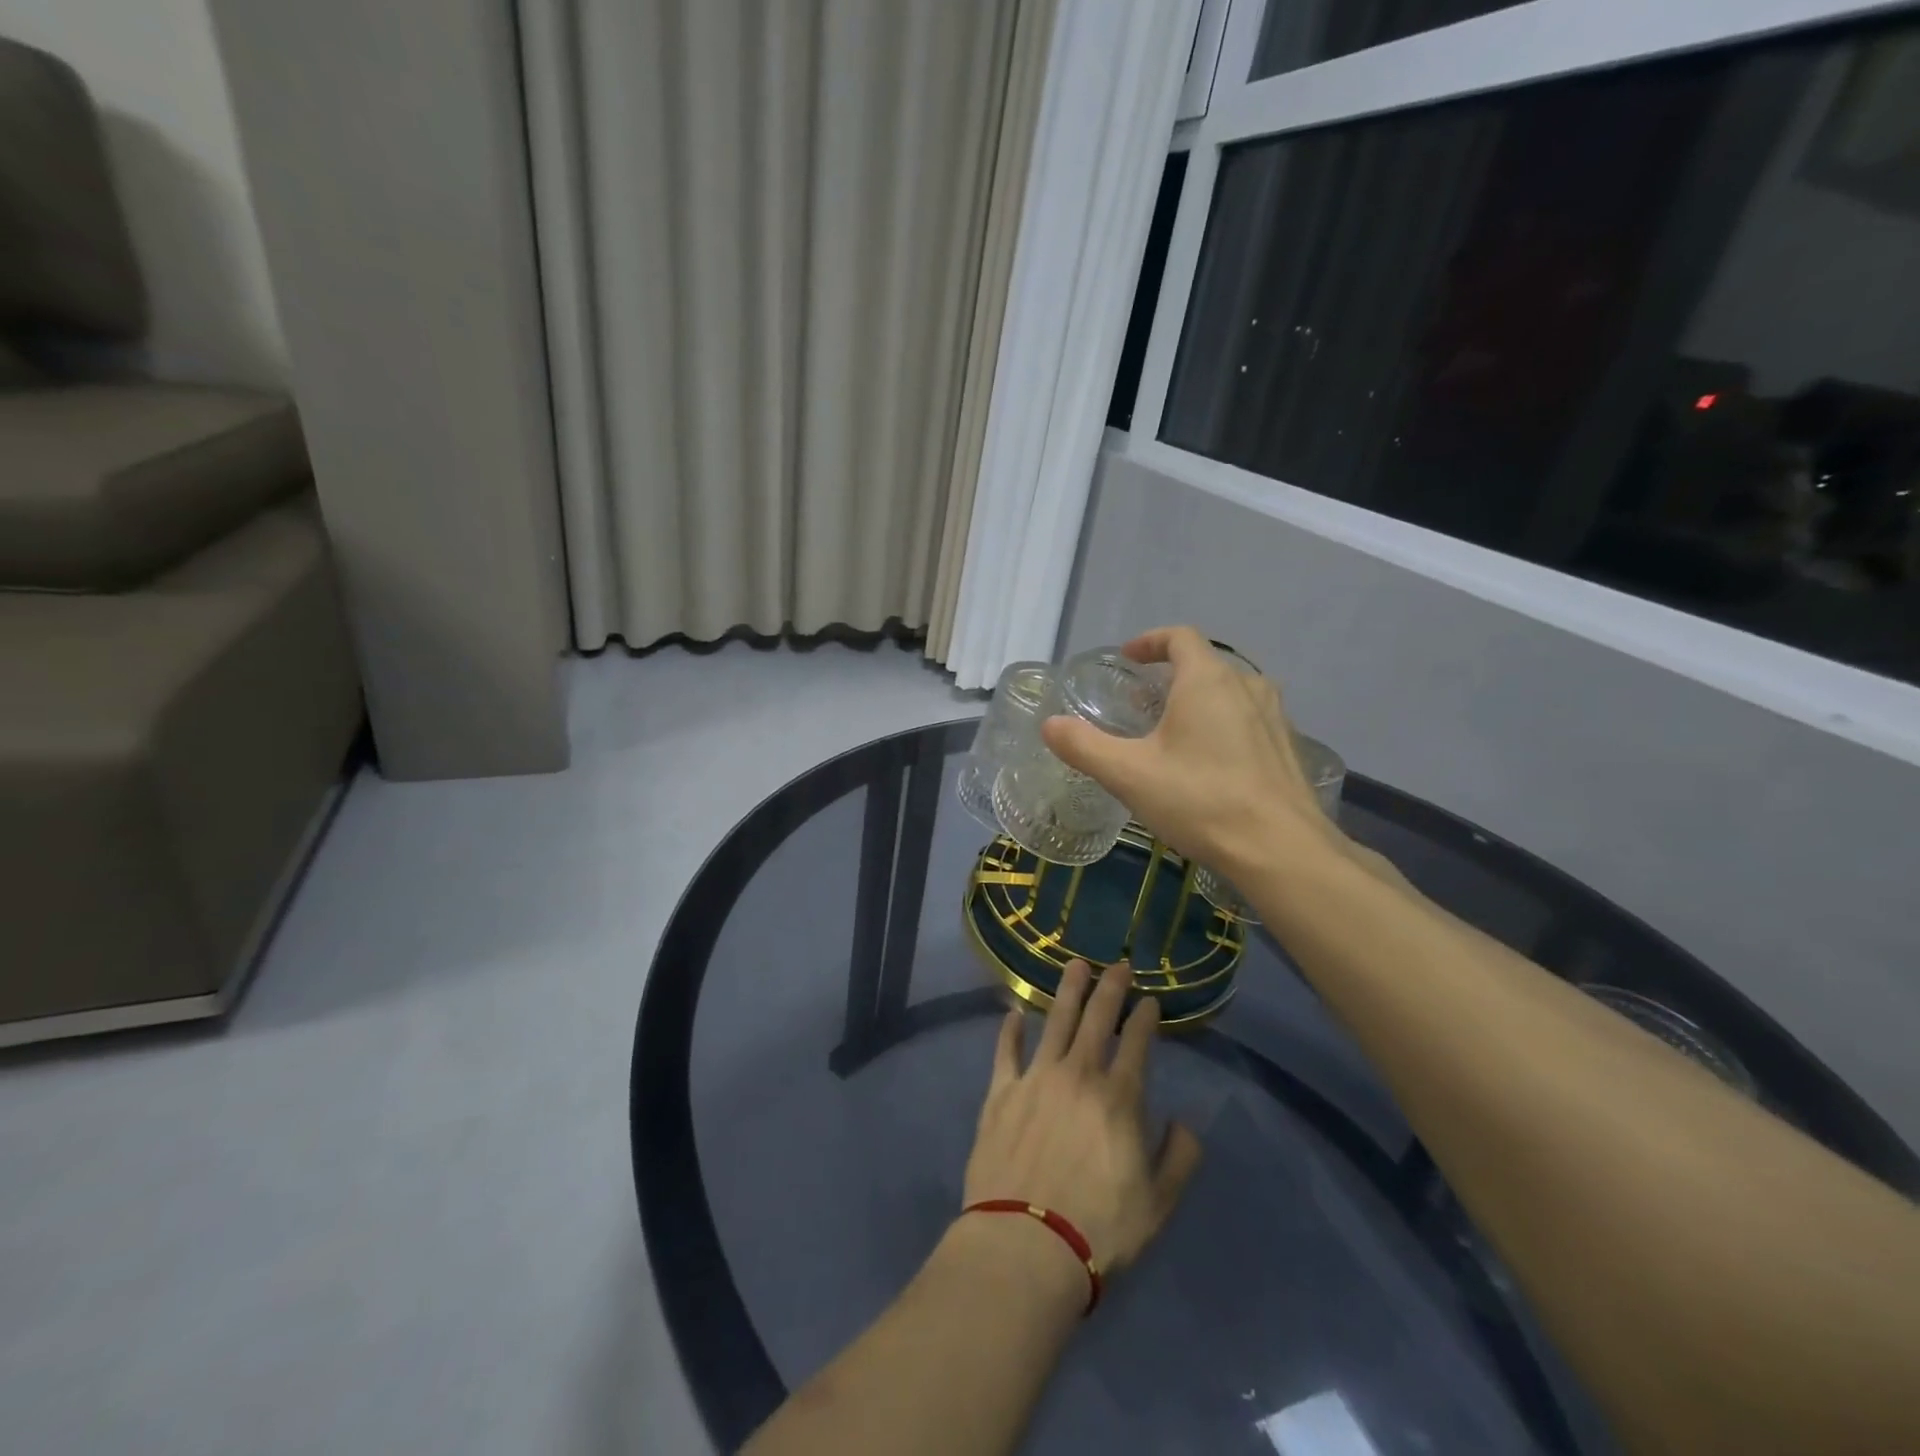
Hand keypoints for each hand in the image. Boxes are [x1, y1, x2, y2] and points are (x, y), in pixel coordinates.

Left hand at [963, 959, 1201, 1275]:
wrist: (1026, 1245)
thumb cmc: (1100, 1229)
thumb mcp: (1159, 1204)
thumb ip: (1179, 1158)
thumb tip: (1184, 1122)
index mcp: (1119, 1098)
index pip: (1136, 1043)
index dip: (1145, 1016)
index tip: (1150, 999)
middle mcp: (1078, 1075)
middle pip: (1096, 1019)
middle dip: (1110, 988)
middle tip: (1118, 963)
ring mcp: (1036, 1079)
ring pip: (1054, 1021)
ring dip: (1067, 991)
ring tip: (1075, 965)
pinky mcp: (1000, 1093)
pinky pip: (1006, 1052)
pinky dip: (1010, 1030)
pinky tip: (1013, 1013)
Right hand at [1041, 625, 1338, 880]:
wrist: (1281, 849)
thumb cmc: (1200, 800)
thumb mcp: (1129, 774)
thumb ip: (1085, 746)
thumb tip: (1050, 725)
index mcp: (1208, 680)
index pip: (1180, 637)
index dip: (1150, 641)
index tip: (1128, 658)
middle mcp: (1247, 686)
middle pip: (1206, 663)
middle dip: (1170, 674)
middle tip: (1141, 701)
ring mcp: (1274, 717)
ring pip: (1230, 691)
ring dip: (1198, 699)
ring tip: (1172, 730)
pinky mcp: (1287, 747)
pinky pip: (1248, 718)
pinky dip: (1222, 723)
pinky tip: (1208, 763)